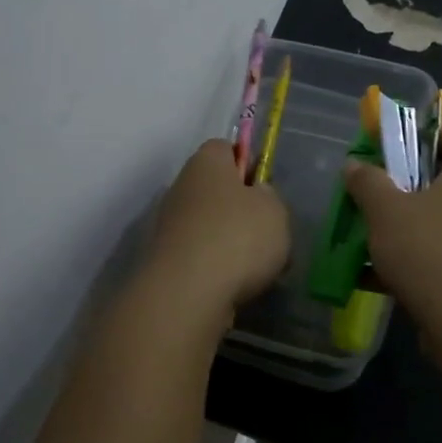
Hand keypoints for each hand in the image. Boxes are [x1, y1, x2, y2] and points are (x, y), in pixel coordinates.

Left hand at [145, 139, 290, 316]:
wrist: (187, 293)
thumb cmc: (237, 237)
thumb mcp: (274, 209)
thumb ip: (269, 196)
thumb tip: (255, 195)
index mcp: (206, 162)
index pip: (225, 148)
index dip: (248, 163)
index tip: (265, 187)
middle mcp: (181, 187)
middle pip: (216, 190)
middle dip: (241, 209)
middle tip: (268, 231)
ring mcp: (169, 225)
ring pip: (211, 226)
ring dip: (232, 243)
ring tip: (259, 267)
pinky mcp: (167, 260)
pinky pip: (201, 256)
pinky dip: (218, 268)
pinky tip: (237, 286)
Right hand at [342, 129, 441, 341]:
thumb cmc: (431, 253)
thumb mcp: (386, 212)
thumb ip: (367, 183)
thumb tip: (355, 165)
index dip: (426, 140)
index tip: (394, 154)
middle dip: (409, 189)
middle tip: (376, 199)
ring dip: (412, 228)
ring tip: (373, 241)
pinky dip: (422, 260)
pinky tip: (383, 279)